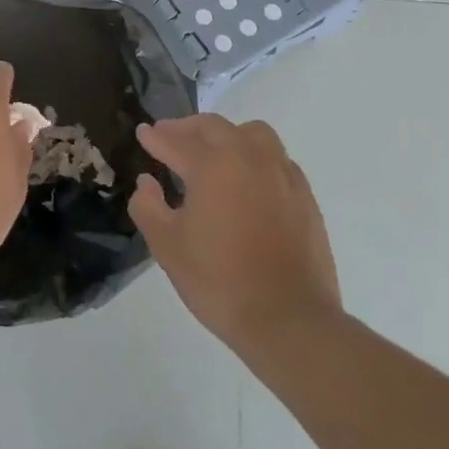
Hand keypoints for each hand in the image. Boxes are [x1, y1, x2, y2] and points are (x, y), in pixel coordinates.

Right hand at [129, 114, 342, 347]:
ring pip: (253, 134)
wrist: (290, 320)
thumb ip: (148, 206)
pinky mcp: (304, 197)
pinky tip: (248, 180)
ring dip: (227, 135)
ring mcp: (282, 175)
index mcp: (212, 166)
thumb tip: (147, 182)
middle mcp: (249, 159)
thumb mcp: (166, 246)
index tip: (143, 133)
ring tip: (213, 152)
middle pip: (215, 127)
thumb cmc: (219, 281)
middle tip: (170, 137)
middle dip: (187, 128)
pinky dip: (256, 157)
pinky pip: (277, 159)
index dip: (155, 137)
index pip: (176, 142)